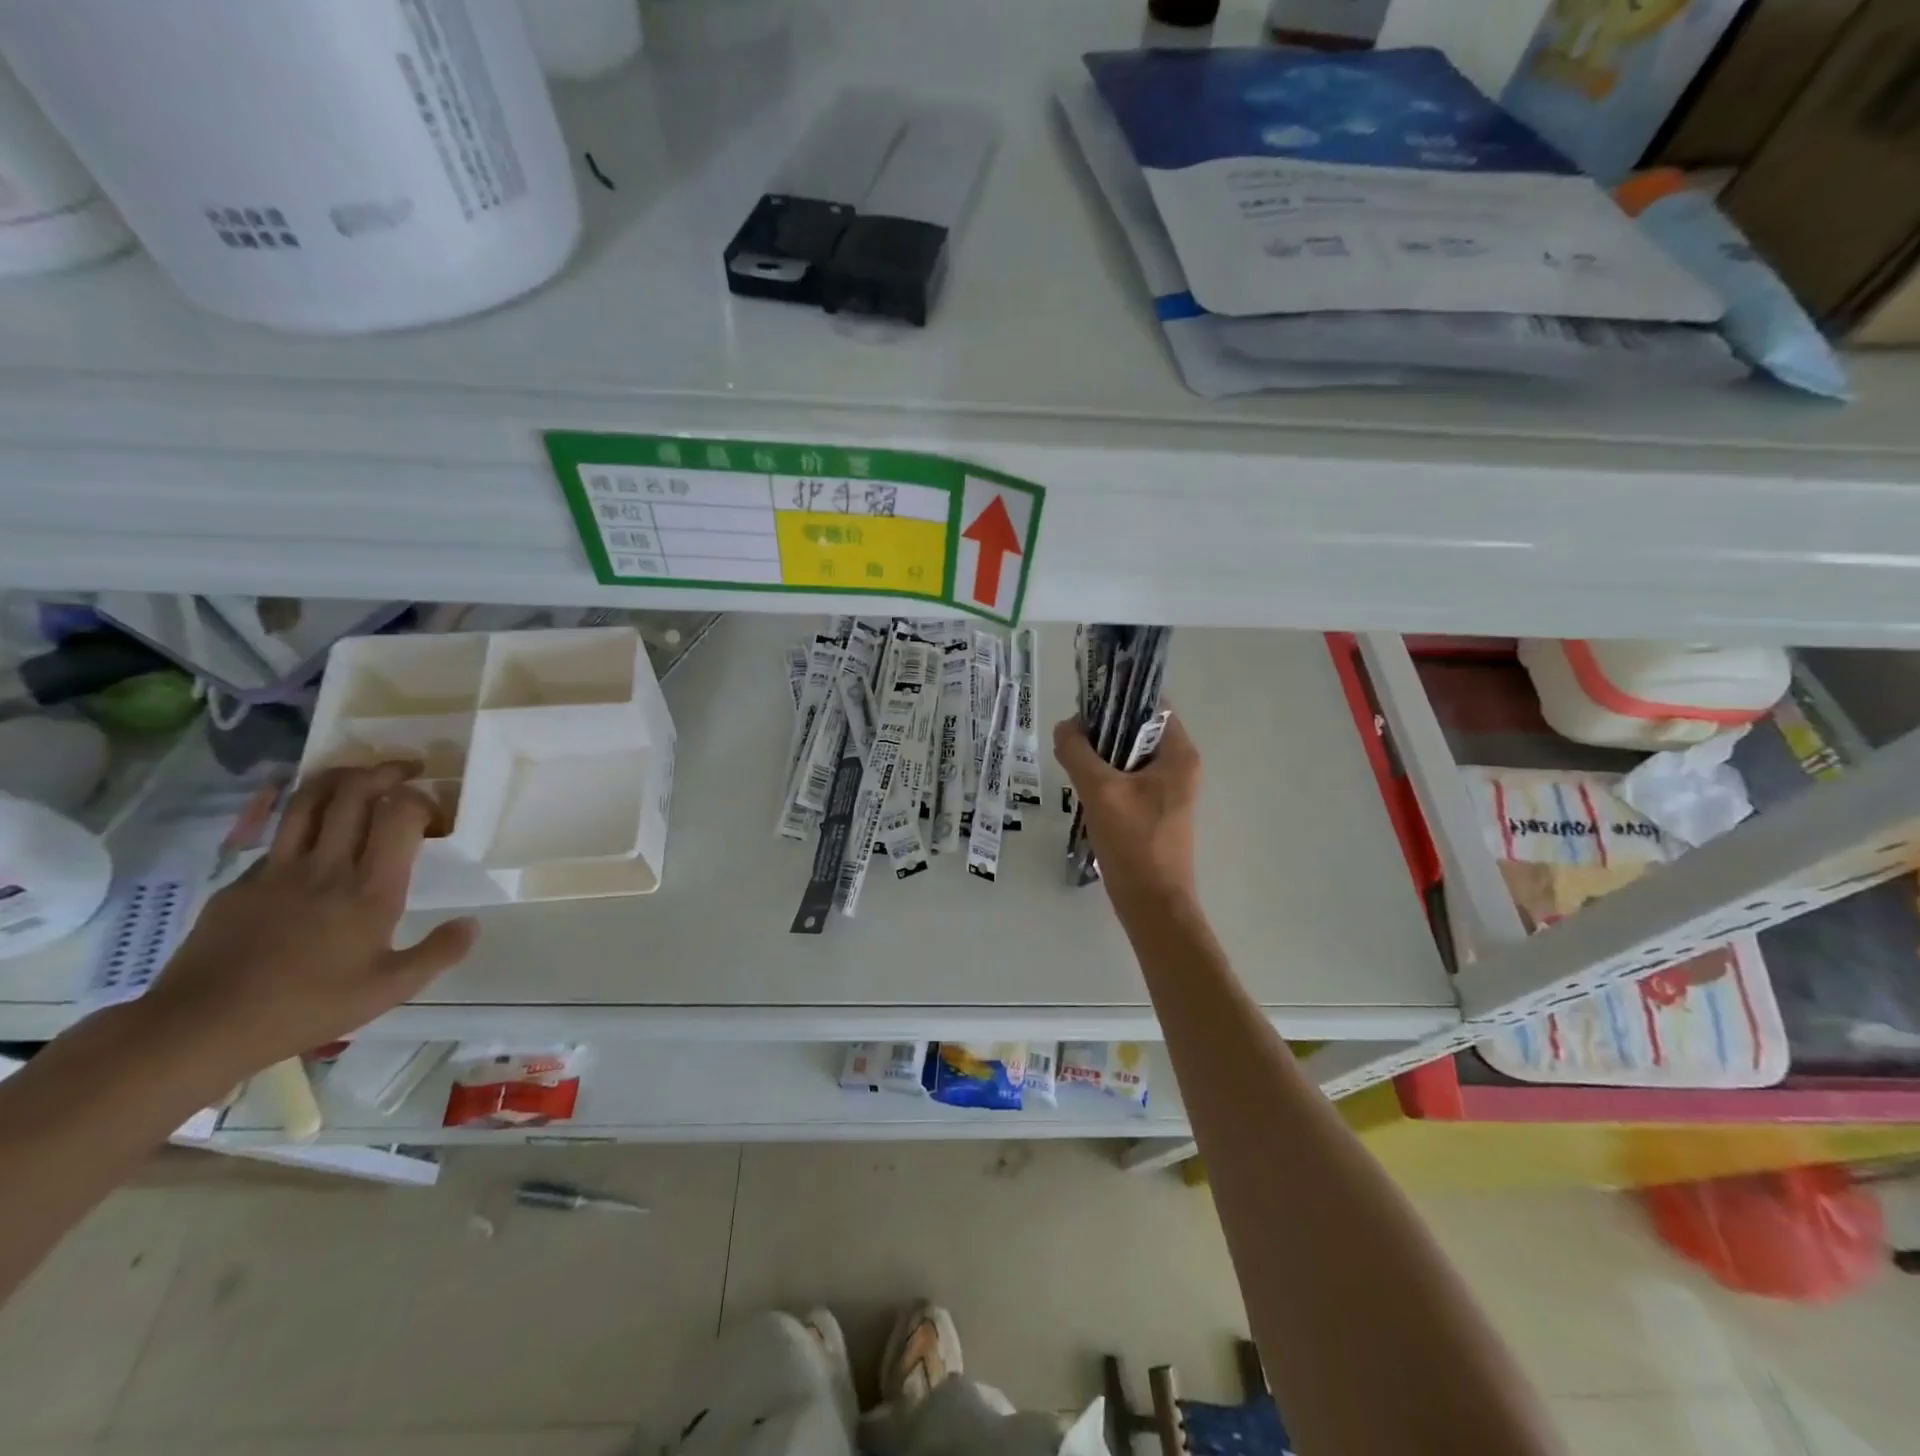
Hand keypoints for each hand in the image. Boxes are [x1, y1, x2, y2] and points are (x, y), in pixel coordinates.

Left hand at [142, 762, 477, 1084]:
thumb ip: (439, 953)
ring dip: (341, 777)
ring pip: (310, 800)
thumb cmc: (307, 1007)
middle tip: (408, 771)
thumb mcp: (390, 989)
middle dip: (386, 771)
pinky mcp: (242, 882)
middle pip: (354, 792)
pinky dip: (306, 822)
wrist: (200, 1027)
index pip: (399, 814)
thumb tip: (472, 923)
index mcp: (370, 889)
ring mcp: (277, 870)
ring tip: (363, 777)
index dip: (422, 801)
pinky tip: (317, 839)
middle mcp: (326, 867)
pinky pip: (280, 836)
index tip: (436, 817)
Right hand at [1052, 711, 1200, 910]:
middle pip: (1137, 730)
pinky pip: (1127, 781)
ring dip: (1100, 757)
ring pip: (1128, 758)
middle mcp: (1178, 767)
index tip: (1084, 707)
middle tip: (1070, 739)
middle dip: (1102, 731)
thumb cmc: (1134, 843)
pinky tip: (1082, 791)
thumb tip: (1064, 727)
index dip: (1117, 699)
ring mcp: (1167, 791)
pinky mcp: (1154, 812)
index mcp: (1178, 754)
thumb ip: (1078, 753)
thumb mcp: (1100, 791)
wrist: (1153, 904)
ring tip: (1071, 763)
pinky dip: (1105, 779)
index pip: (1151, 705)